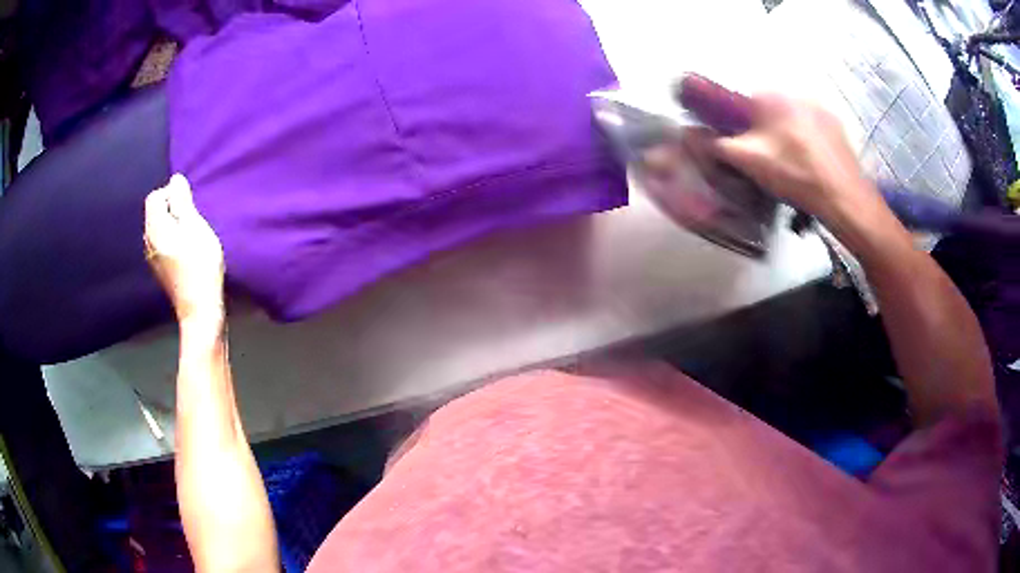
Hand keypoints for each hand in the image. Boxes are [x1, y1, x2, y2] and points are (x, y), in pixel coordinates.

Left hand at [144, 174, 224, 323]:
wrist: (199, 309)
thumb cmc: (199, 264)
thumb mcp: (194, 227)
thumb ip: (182, 202)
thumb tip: (175, 179)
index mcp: (155, 228)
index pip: (155, 197)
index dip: (171, 194)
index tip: (189, 206)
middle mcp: (148, 241)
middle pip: (155, 212)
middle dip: (172, 209)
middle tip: (193, 220)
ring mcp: (152, 258)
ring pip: (159, 228)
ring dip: (173, 225)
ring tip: (191, 236)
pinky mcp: (159, 270)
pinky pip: (161, 243)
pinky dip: (172, 239)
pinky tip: (186, 251)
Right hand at [705, 93, 878, 220]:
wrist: (844, 197)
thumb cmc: (795, 175)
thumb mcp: (748, 161)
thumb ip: (716, 144)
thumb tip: (689, 134)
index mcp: (771, 96)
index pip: (742, 100)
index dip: (737, 123)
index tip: (742, 145)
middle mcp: (795, 93)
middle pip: (768, 110)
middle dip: (763, 131)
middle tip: (767, 160)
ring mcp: (820, 109)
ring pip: (791, 119)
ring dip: (786, 135)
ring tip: (791, 165)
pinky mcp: (837, 126)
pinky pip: (812, 128)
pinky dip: (806, 141)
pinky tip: (810, 165)